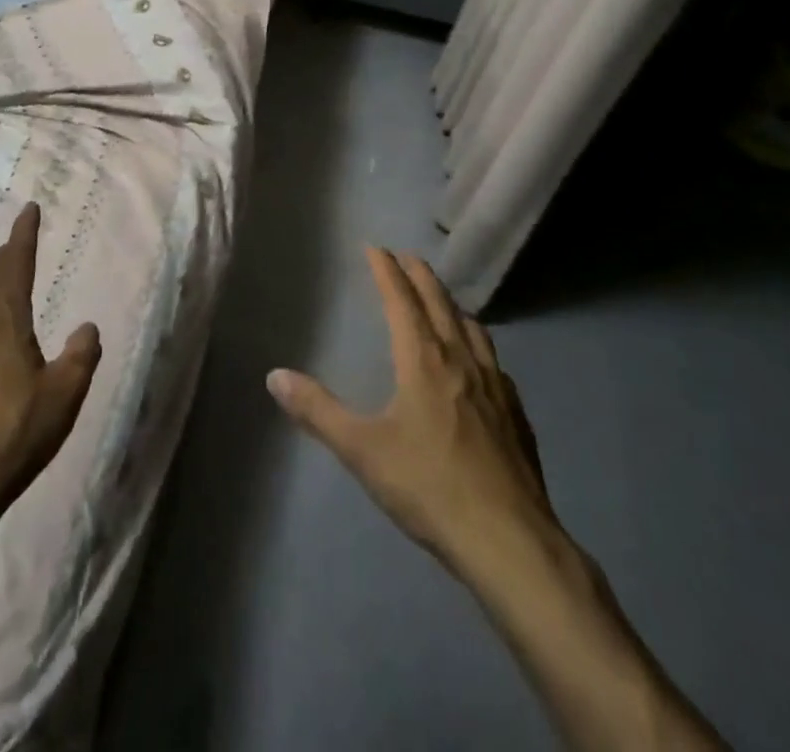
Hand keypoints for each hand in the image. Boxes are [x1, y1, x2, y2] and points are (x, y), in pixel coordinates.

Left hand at [0, 203, 101, 522]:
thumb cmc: (15, 432)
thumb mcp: (64, 393)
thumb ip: (81, 355)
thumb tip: (87, 327)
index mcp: (4, 320)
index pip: (15, 265)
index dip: (23, 236)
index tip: (29, 209)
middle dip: (6, 254)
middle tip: (21, 240)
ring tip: (4, 276)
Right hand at [267, 246, 559, 570]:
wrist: (509, 541)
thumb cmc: (429, 487)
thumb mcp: (362, 450)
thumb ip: (317, 411)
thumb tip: (274, 376)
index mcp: (423, 360)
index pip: (401, 301)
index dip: (387, 271)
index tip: (376, 247)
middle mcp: (461, 360)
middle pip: (439, 303)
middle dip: (420, 276)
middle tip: (407, 256)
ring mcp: (494, 386)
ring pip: (472, 328)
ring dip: (451, 304)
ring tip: (442, 300)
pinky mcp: (516, 415)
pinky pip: (493, 361)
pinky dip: (478, 344)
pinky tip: (479, 363)